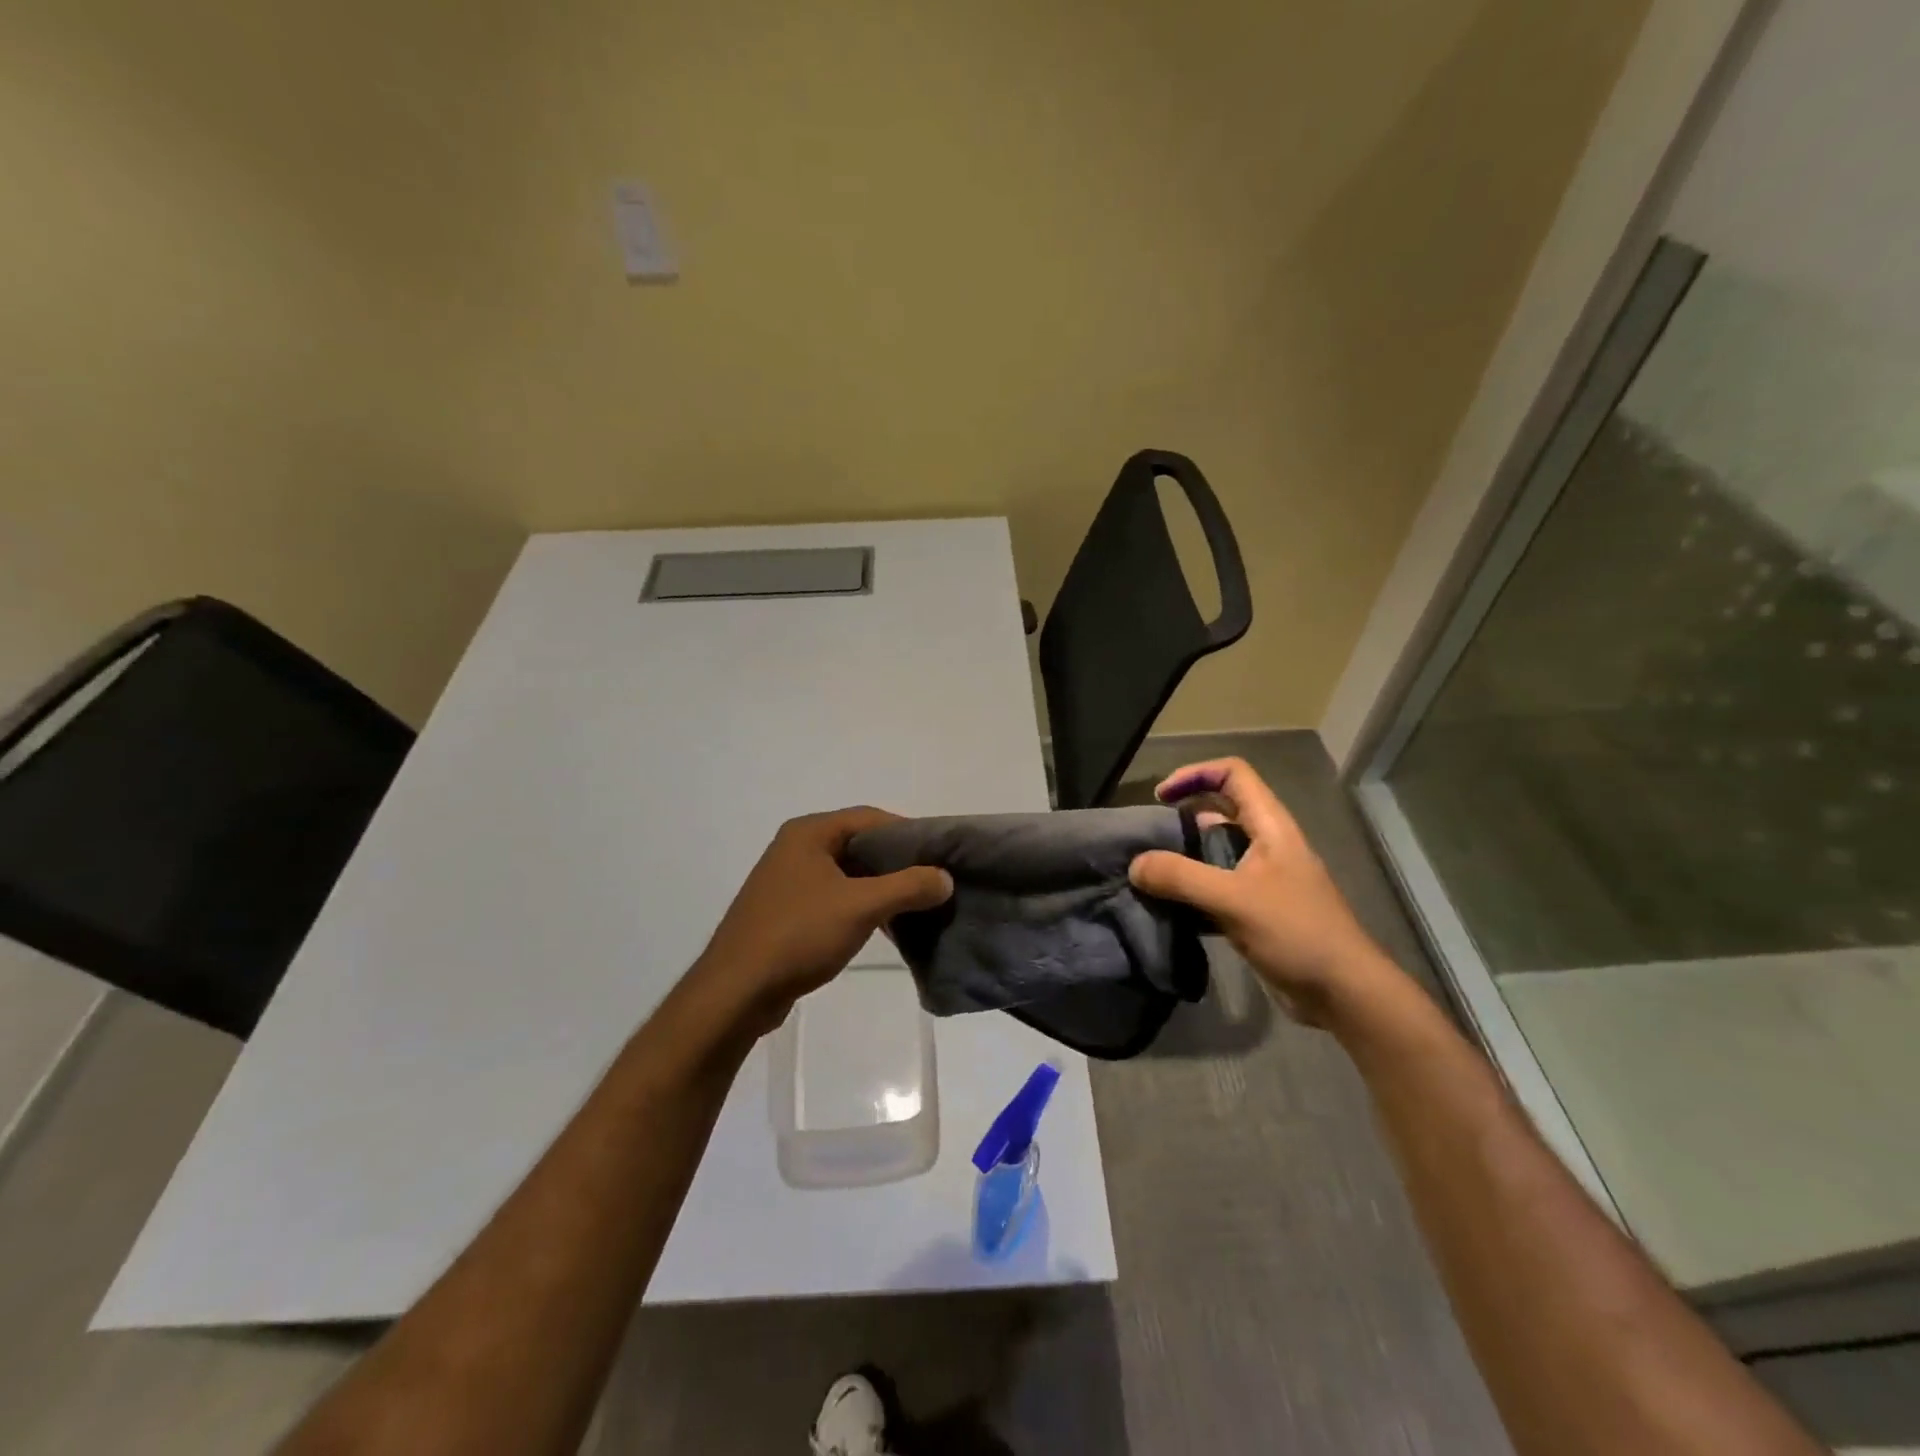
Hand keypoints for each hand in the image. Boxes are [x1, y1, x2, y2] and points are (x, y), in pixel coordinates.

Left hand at [689, 807, 952, 1034]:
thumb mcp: (861, 907)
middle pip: (859, 844)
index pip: (870, 817)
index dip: (908, 832)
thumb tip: (945, 878)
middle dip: (897, 862)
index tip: (939, 854)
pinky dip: (860, 906)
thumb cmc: (798, 935)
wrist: (736, 992)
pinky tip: (884, 926)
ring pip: (848, 874)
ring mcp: (788, 880)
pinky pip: (834, 897)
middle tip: (933, 881)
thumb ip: (908, 887)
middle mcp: (796, 848)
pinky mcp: (787, 911)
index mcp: (809, 833)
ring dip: (881, 887)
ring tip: (916, 906)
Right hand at [1128, 758, 1403, 1026]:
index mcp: (1270, 826)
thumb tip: (1135, 864)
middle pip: (1221, 809)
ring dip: (1184, 855)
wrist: (1343, 993)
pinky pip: (1217, 886)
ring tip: (1151, 872)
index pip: (1233, 774)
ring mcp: (1264, 878)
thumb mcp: (1233, 900)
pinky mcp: (1257, 909)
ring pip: (1217, 850)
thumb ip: (1180, 878)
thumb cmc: (1296, 933)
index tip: (1161, 797)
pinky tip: (1169, 906)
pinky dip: (1192, 889)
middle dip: (1182, 815)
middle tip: (1149, 836)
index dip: (1195, 774)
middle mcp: (1267, 844)